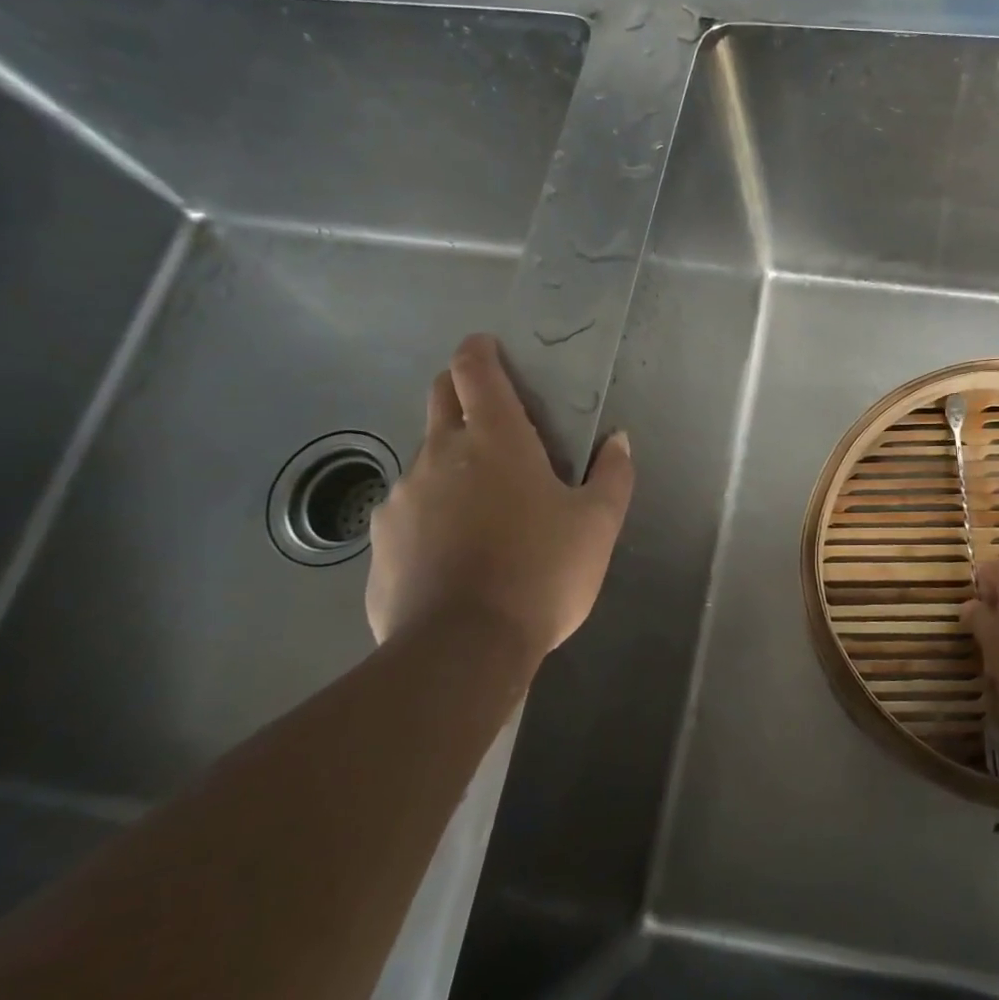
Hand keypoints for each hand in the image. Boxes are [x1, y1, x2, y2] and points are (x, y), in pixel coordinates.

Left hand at [365, 334, 634, 659]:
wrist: (461, 651)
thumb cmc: (541, 573)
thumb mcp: (597, 525)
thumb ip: (613, 474)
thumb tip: (618, 439)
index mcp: (495, 440)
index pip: (474, 370)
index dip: (479, 350)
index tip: (488, 348)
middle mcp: (439, 454)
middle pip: (440, 399)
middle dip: (460, 389)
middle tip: (491, 414)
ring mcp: (402, 497)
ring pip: (426, 459)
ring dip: (451, 463)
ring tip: (482, 506)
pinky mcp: (380, 542)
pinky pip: (408, 511)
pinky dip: (430, 514)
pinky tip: (453, 553)